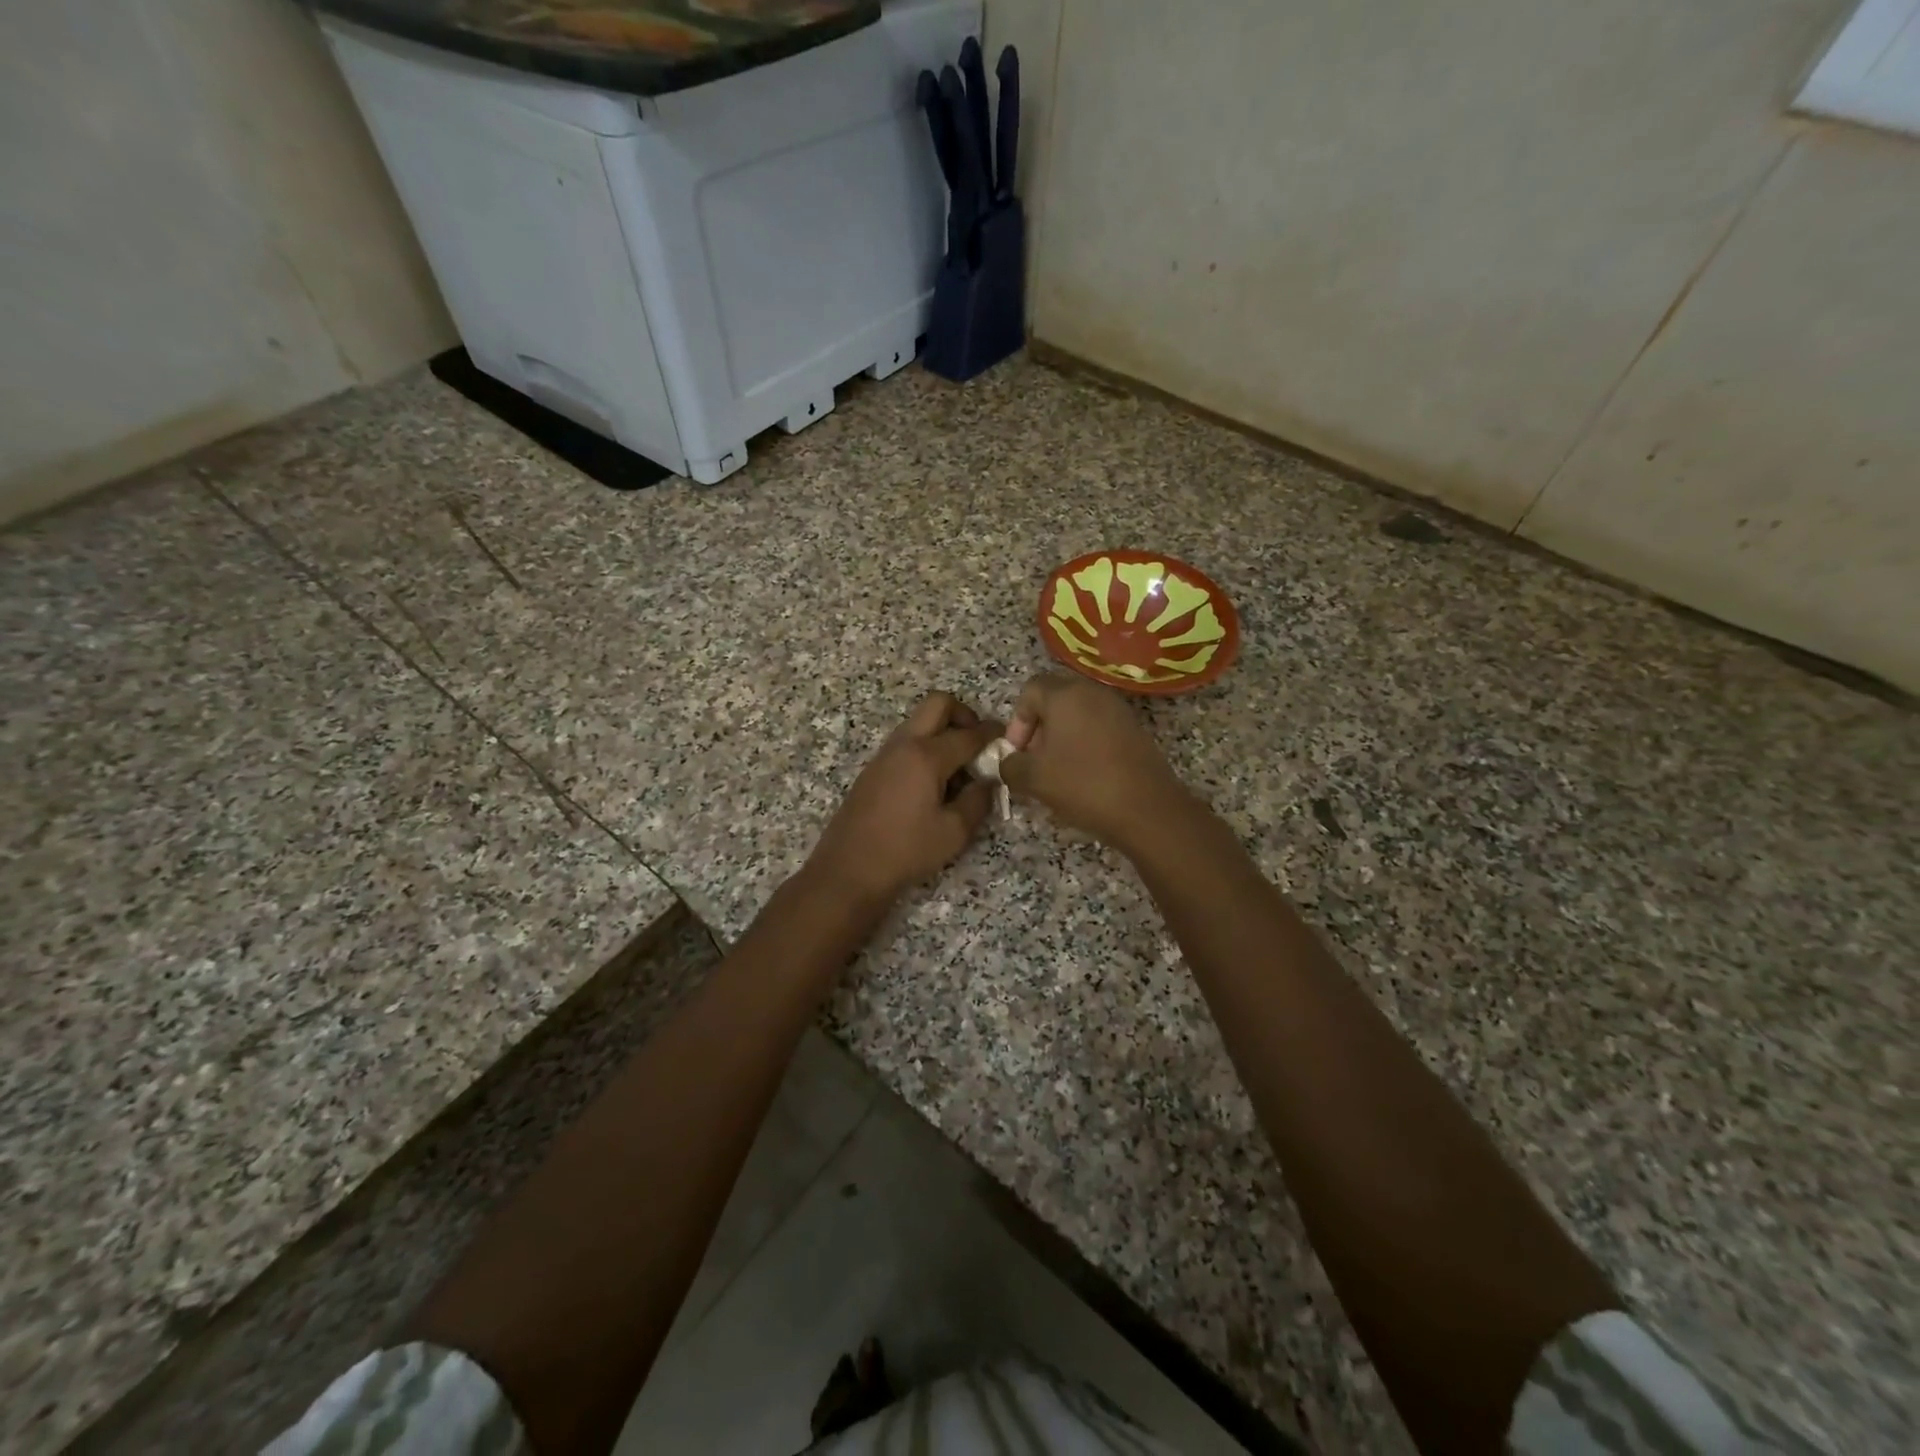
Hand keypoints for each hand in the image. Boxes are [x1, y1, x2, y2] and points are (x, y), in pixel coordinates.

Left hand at [805, 692, 1002, 907]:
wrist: (849, 869)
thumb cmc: (906, 851)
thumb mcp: (954, 832)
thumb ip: (978, 801)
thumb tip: (989, 781)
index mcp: (926, 756)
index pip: (969, 733)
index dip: (993, 733)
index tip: (1007, 738)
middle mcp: (904, 745)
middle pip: (937, 704)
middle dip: (964, 714)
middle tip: (977, 742)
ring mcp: (885, 754)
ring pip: (919, 722)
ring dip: (942, 730)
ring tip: (959, 767)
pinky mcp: (874, 769)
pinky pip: (906, 742)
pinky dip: (925, 746)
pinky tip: (934, 781)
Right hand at [1000, 674, 1188, 851]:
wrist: (1147, 809)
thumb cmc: (1083, 784)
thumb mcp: (1034, 779)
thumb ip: (1011, 766)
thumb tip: (1009, 763)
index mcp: (1066, 695)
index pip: (1030, 690)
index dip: (1017, 721)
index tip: (1018, 753)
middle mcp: (1094, 693)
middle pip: (1055, 700)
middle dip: (1038, 729)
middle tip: (1034, 761)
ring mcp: (1119, 711)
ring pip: (1079, 715)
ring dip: (1062, 739)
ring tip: (1057, 773)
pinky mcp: (1135, 731)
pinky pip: (1099, 729)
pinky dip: (1085, 746)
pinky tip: (1084, 777)